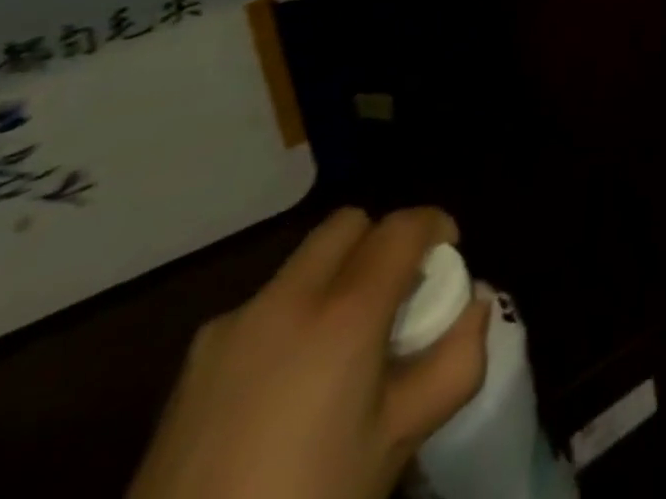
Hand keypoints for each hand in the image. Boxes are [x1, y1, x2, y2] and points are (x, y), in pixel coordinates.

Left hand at [128, 207, 488, 498]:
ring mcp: (232, 325)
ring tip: (340, 347)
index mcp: (344, 312)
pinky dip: (291, 317)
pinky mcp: (192, 362)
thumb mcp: (399, 441)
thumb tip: (474, 306)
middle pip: (348, 224)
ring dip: (335, 277)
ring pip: (303, 263)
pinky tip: (285, 386)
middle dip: (381, 241)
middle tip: (396, 295)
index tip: (448, 257)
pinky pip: (262, 308)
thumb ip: (455, 362)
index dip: (435, 227)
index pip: (403, 226)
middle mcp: (287, 298)